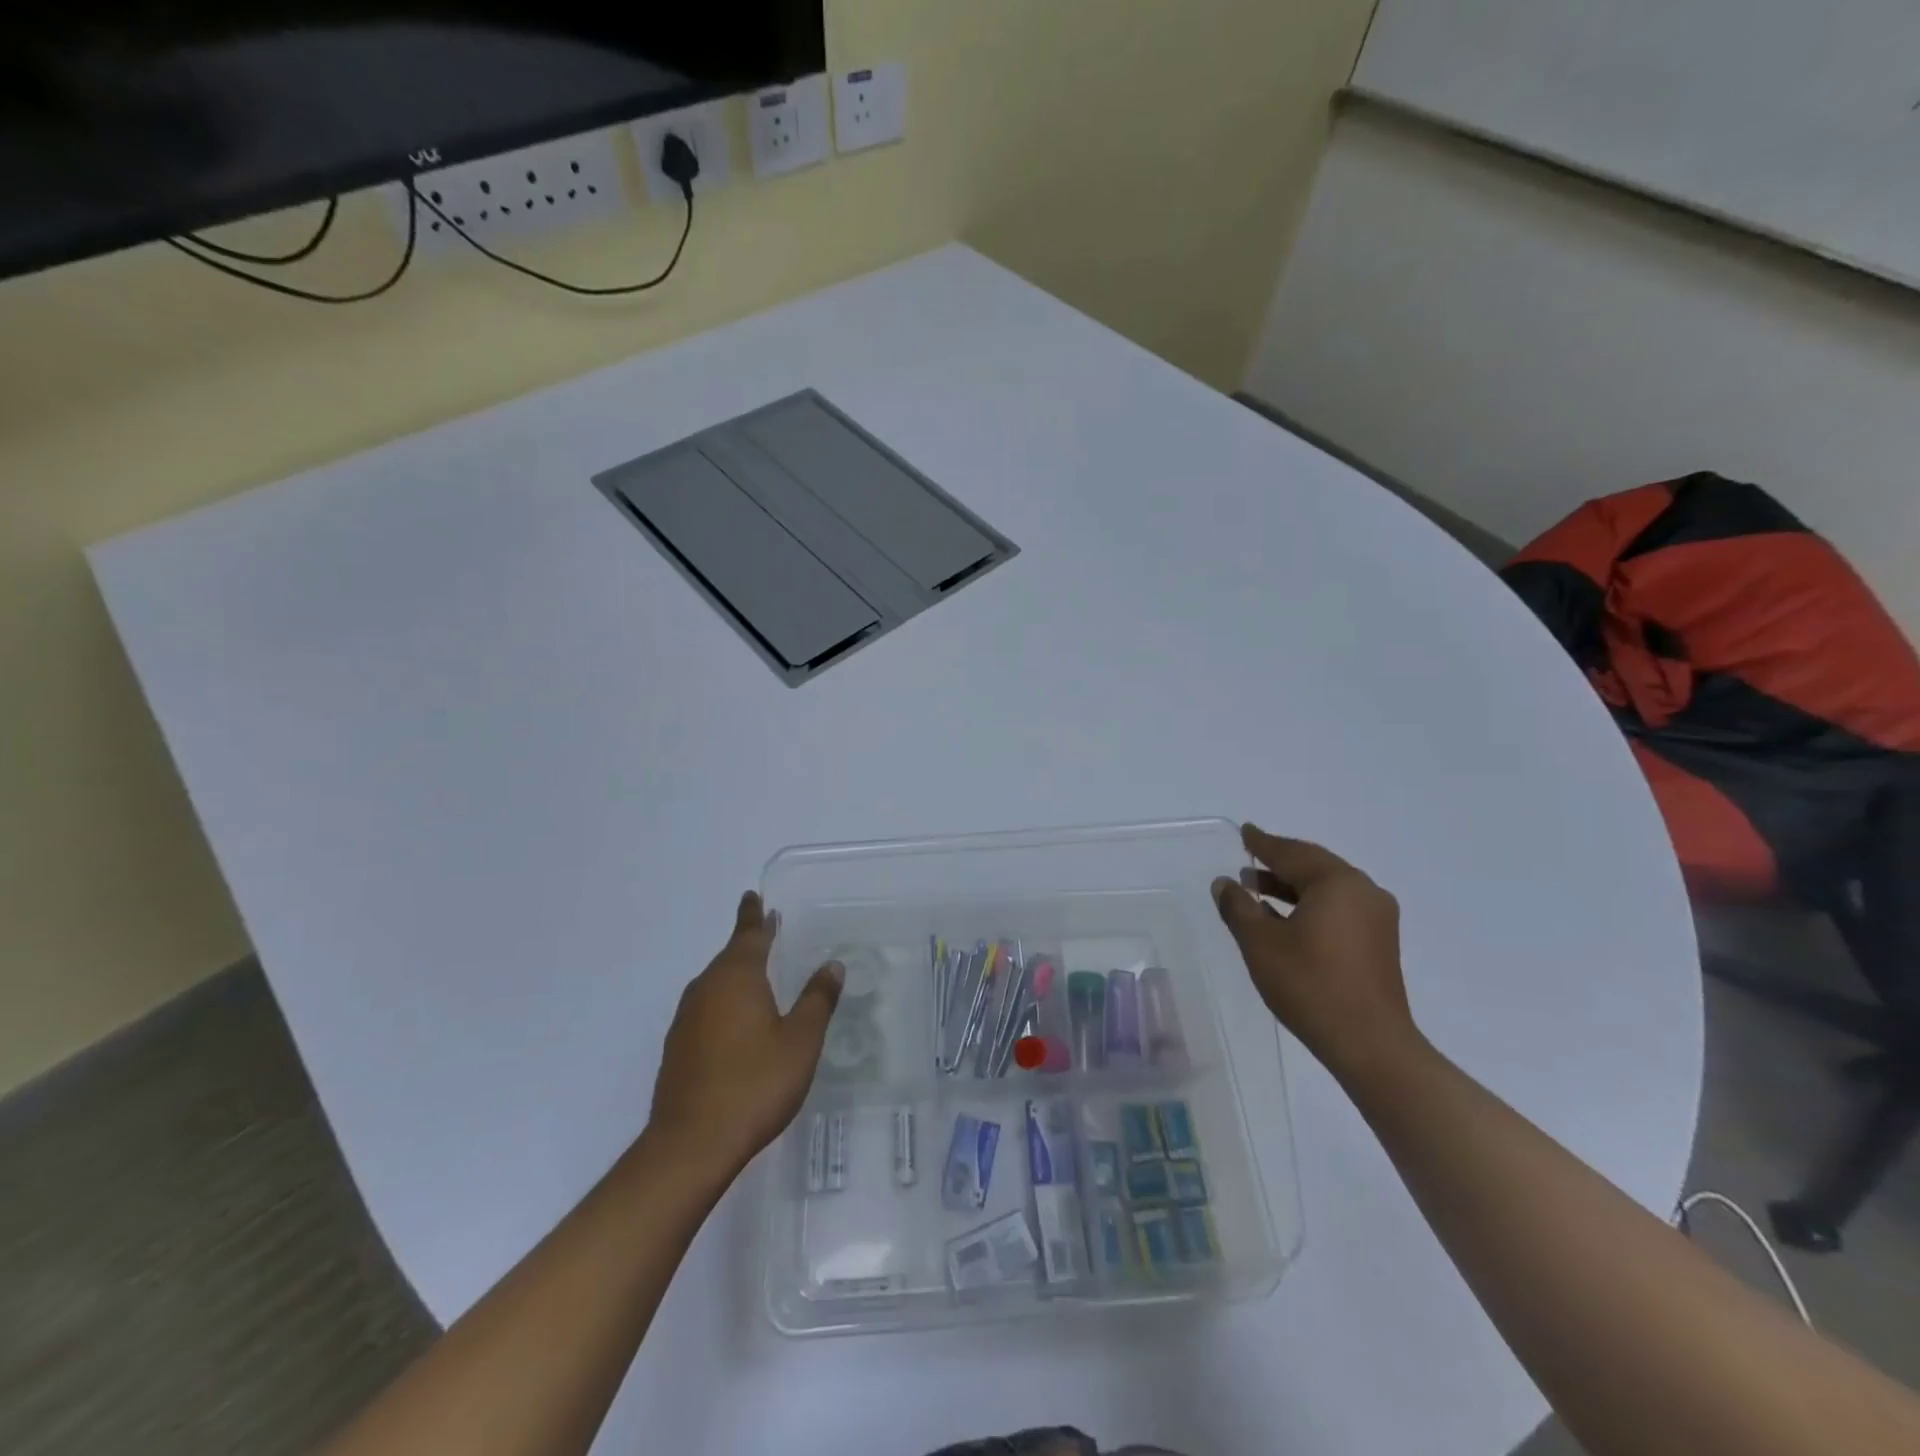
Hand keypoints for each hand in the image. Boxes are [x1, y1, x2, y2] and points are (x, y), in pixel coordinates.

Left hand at [649, 892, 841, 1178]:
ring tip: (756, 972)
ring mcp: (687, 1019)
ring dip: (735, 972)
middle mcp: (707, 989)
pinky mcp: (678, 1048)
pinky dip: (724, 1001)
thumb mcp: (800, 1042)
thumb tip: (831, 965)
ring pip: (715, 983)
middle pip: (729, 956)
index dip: (754, 916)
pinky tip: (737, 1020)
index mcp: (737, 978)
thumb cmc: (754, 1084)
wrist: (691, 1144)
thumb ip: (817, 1000)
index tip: (753, 896)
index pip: (749, 935)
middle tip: (766, 929)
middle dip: (748, 942)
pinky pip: (706, 1008)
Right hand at [1211, 823, 1422, 1083]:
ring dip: (1291, 886)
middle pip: (1313, 866)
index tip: (1245, 831)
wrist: (1370, 1044)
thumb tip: (1225, 884)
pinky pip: (1338, 908)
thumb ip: (1238, 907)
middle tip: (1247, 858)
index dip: (1262, 843)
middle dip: (1278, 863)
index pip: (1291, 853)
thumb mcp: (1261, 943)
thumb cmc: (1310, 985)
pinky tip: (1284, 918)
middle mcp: (1363, 891)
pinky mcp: (1379, 943)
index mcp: (1337, 883)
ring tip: (1255, 889)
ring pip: (1326, 889)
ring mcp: (1376, 918)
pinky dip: (1309, 905)